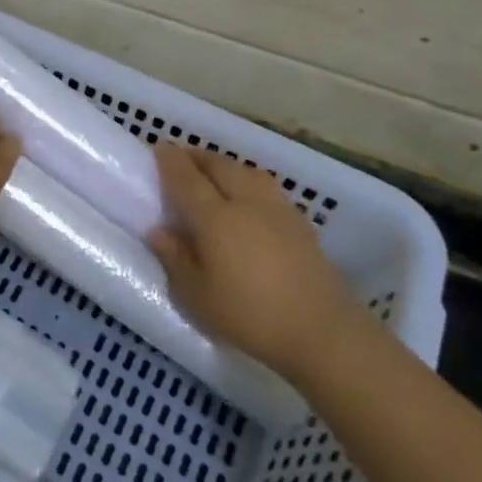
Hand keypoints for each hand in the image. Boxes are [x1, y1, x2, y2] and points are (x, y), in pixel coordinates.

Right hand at [148, 144, 359, 381]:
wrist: (324, 333)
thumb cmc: (250, 315)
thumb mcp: (197, 296)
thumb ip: (175, 258)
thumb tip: (158, 230)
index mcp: (215, 217)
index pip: (186, 177)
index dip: (169, 160)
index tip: (157, 148)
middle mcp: (246, 202)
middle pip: (219, 165)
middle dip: (197, 156)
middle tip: (181, 160)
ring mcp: (277, 210)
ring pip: (246, 171)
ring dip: (225, 165)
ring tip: (213, 174)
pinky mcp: (300, 223)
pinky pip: (266, 187)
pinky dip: (248, 181)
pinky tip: (248, 198)